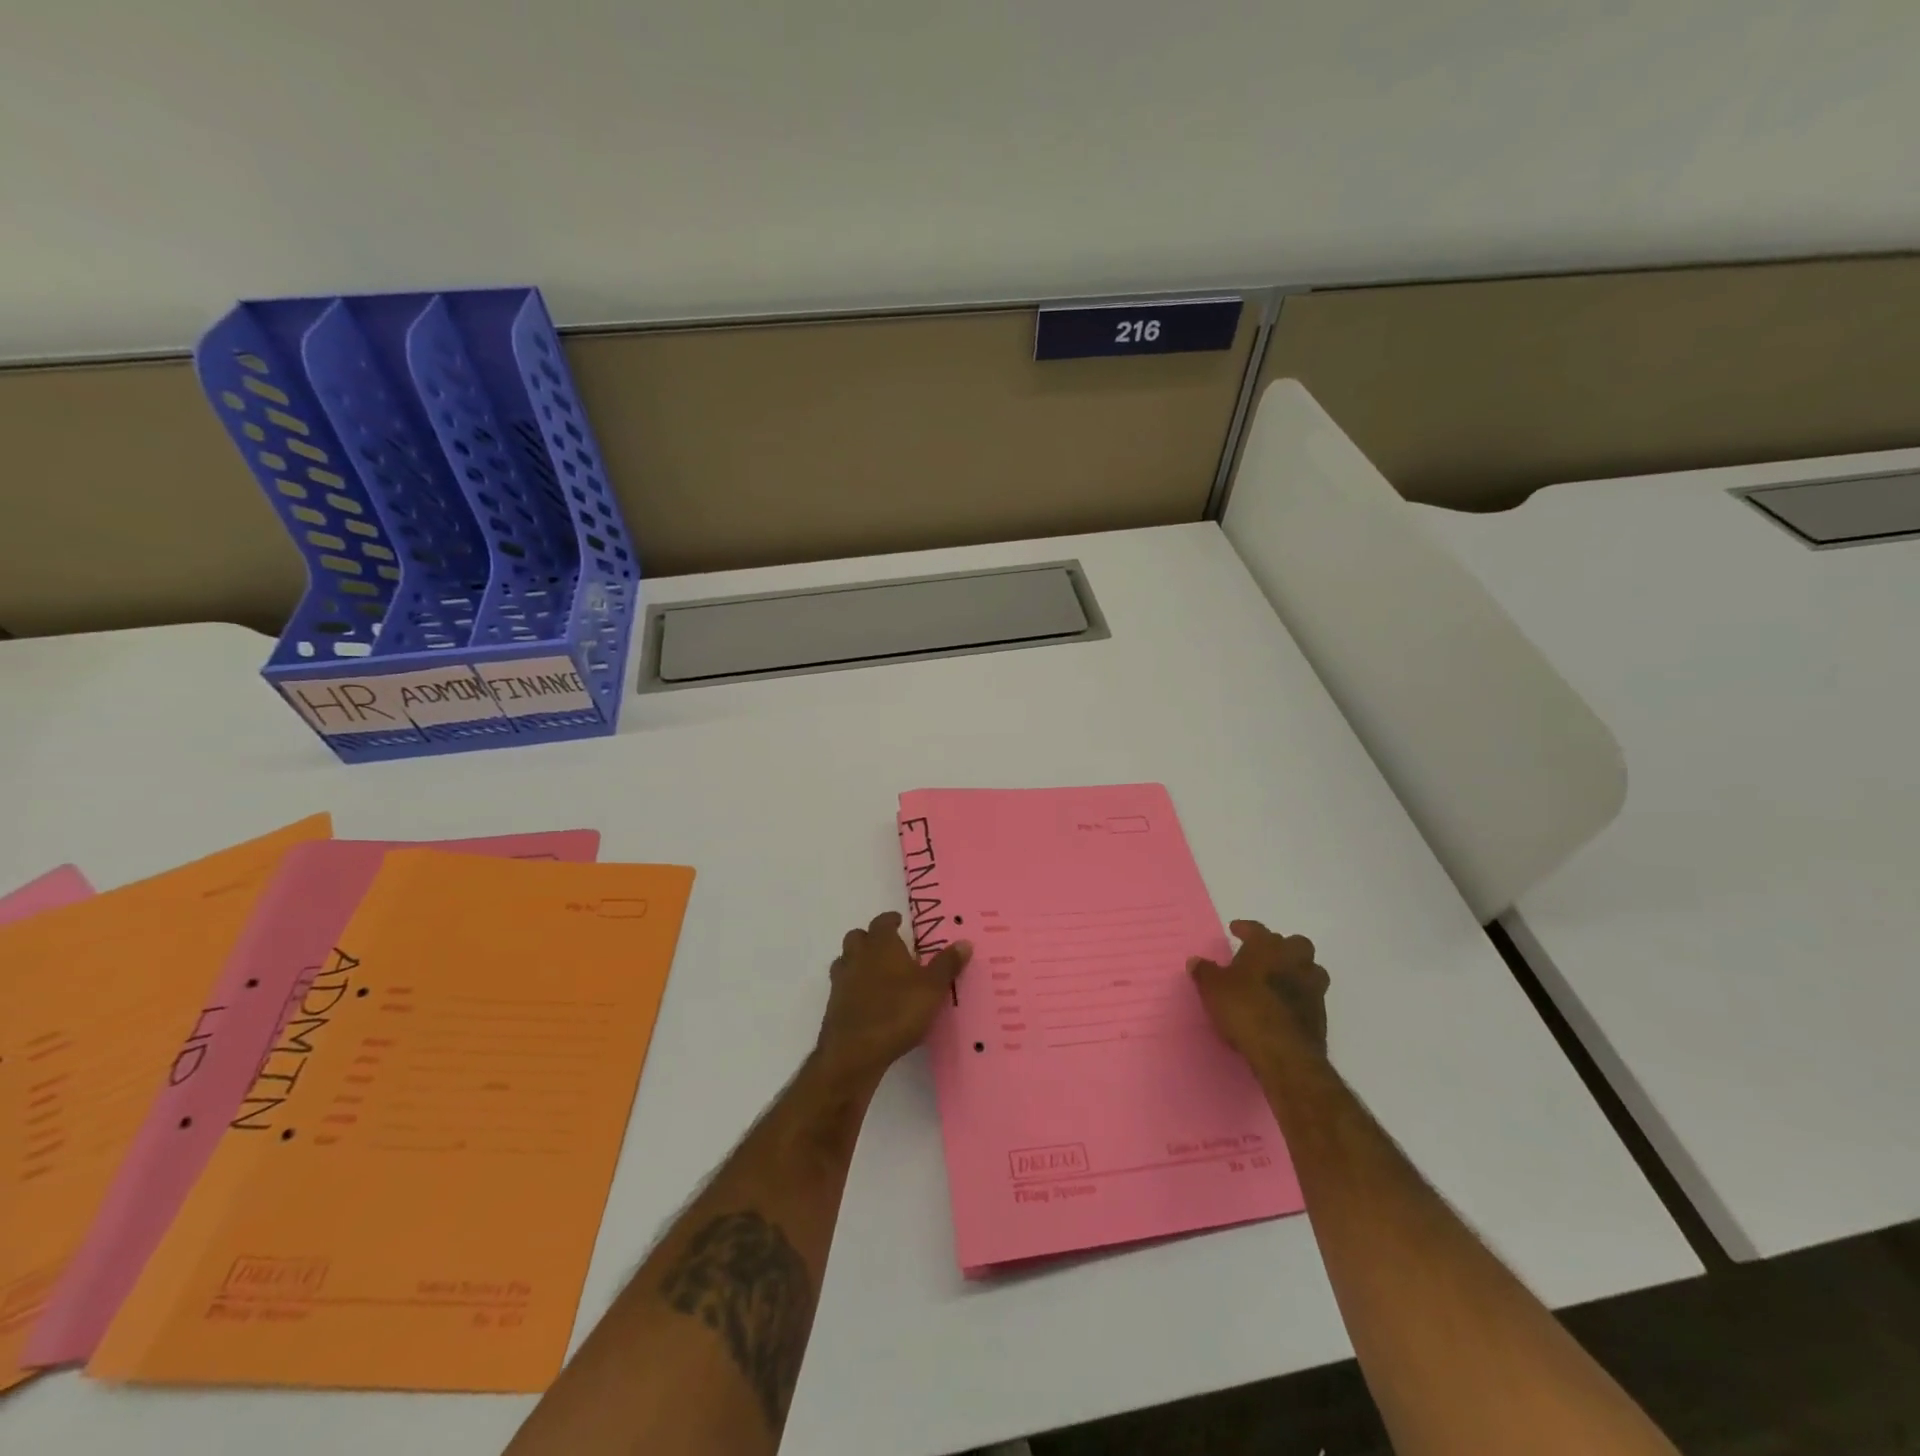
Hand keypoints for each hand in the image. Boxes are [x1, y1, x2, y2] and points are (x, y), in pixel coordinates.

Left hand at [815, 912, 970, 1083]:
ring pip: (845, 960)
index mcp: (881, 945)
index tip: (898, 922)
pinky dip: (852, 986)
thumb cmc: (897, 1011)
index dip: (890, 920)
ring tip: (876, 973)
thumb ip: (947, 964)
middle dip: (870, 938)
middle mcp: (857, 956)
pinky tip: (866, 1000)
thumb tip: (965, 942)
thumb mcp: (932, 988)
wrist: (854, 1051)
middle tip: (887, 947)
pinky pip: (842, 986)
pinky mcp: (833, 1005)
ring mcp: (841, 980)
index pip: (882, 922)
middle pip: (857, 937)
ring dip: (857, 961)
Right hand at [1190, 919, 1329, 1066]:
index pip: (1257, 929)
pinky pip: (1311, 997)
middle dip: (1281, 947)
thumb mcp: (1213, 988)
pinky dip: (1299, 998)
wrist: (1284, 1052)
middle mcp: (1294, 961)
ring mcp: (1312, 988)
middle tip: (1264, 956)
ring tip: (1279, 981)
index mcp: (1268, 947)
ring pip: (1311, 969)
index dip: (1245, 928)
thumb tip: (1196, 961)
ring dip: (1297, 971)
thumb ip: (1205, 972)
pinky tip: (1284, 1007)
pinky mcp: (1320, 1015)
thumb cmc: (1245, 1008)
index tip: (1235, 929)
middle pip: (1295, 944)